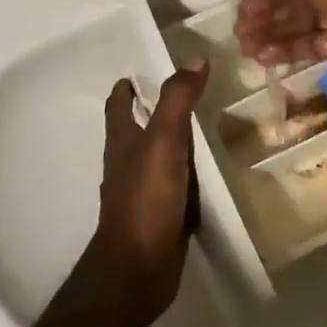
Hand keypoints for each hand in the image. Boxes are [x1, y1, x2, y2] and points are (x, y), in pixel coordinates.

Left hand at [91, 64, 208, 326]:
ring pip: (157, 159)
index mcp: (122, 142)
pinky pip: (175, 187)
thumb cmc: (145, 199)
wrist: (138, 268)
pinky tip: (208, 175)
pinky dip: (187, 175)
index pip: (119, 106)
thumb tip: (195, 58)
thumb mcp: (163, 141)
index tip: (138, 74)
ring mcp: (143, 192)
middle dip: (152, 112)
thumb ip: (177, 100)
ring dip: (173, 144)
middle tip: (184, 95)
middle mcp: (128, 164)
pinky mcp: (160, 216)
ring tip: (202, 129)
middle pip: (135, 131)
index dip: (125, 88)